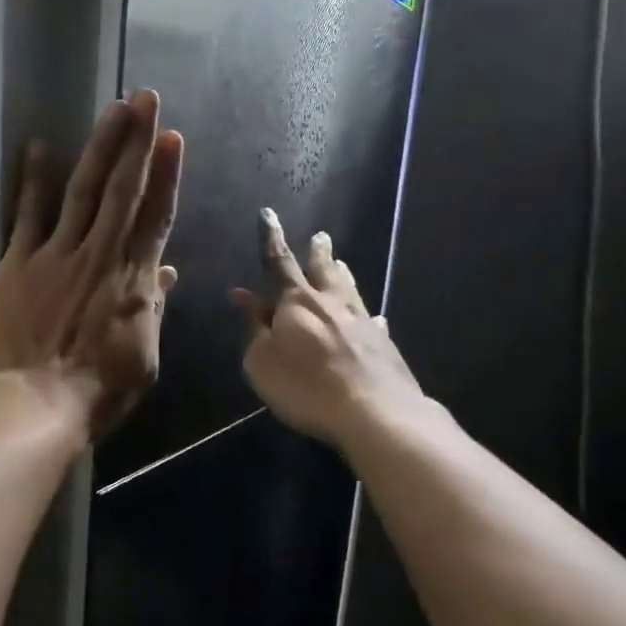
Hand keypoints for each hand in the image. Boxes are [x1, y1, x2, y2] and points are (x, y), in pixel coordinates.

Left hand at [0, 89, 183, 439]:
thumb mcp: (144, 355)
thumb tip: (166, 270)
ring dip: (99, 146)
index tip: (172, 137)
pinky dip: (33, 180)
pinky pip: (27, 214)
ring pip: (82, 189)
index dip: (166, 174)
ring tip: (112, 108)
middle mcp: (100, 255)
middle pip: (123, 189)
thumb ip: (153, 306)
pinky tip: (38, 146)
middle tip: (145, 97)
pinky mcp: (18, 264)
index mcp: (135, 279)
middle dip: (137, 140)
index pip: (156, 215)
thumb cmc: (99, 391)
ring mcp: (56, 255)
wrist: (36, 405)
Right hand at [231, 211, 425, 449]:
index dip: (271, 237)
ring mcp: (361, 322)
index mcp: (297, 301)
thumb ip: (253, 326)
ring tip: (341, 262)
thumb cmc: (305, 386)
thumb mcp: (261, 361)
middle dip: (318, 252)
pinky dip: (368, 318)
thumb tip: (242, 295)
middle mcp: (331, 303)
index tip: (268, 214)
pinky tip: (375, 319)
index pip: (279, 261)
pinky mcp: (383, 345)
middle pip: (323, 270)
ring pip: (350, 289)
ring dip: (342, 274)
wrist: (374, 412)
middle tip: (321, 236)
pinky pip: (372, 322)